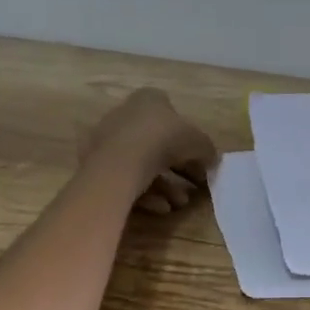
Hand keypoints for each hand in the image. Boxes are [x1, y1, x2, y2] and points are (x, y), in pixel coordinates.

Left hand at [81, 88, 218, 213]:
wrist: (121, 162)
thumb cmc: (163, 140)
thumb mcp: (198, 142)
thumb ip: (207, 150)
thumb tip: (212, 160)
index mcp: (149, 100)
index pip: (172, 115)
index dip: (188, 138)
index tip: (199, 158)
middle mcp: (126, 115)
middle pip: (158, 143)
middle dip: (179, 168)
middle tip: (194, 185)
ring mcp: (108, 140)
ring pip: (143, 164)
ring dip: (165, 185)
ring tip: (179, 203)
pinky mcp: (97, 165)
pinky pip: (127, 178)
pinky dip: (146, 193)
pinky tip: (161, 209)